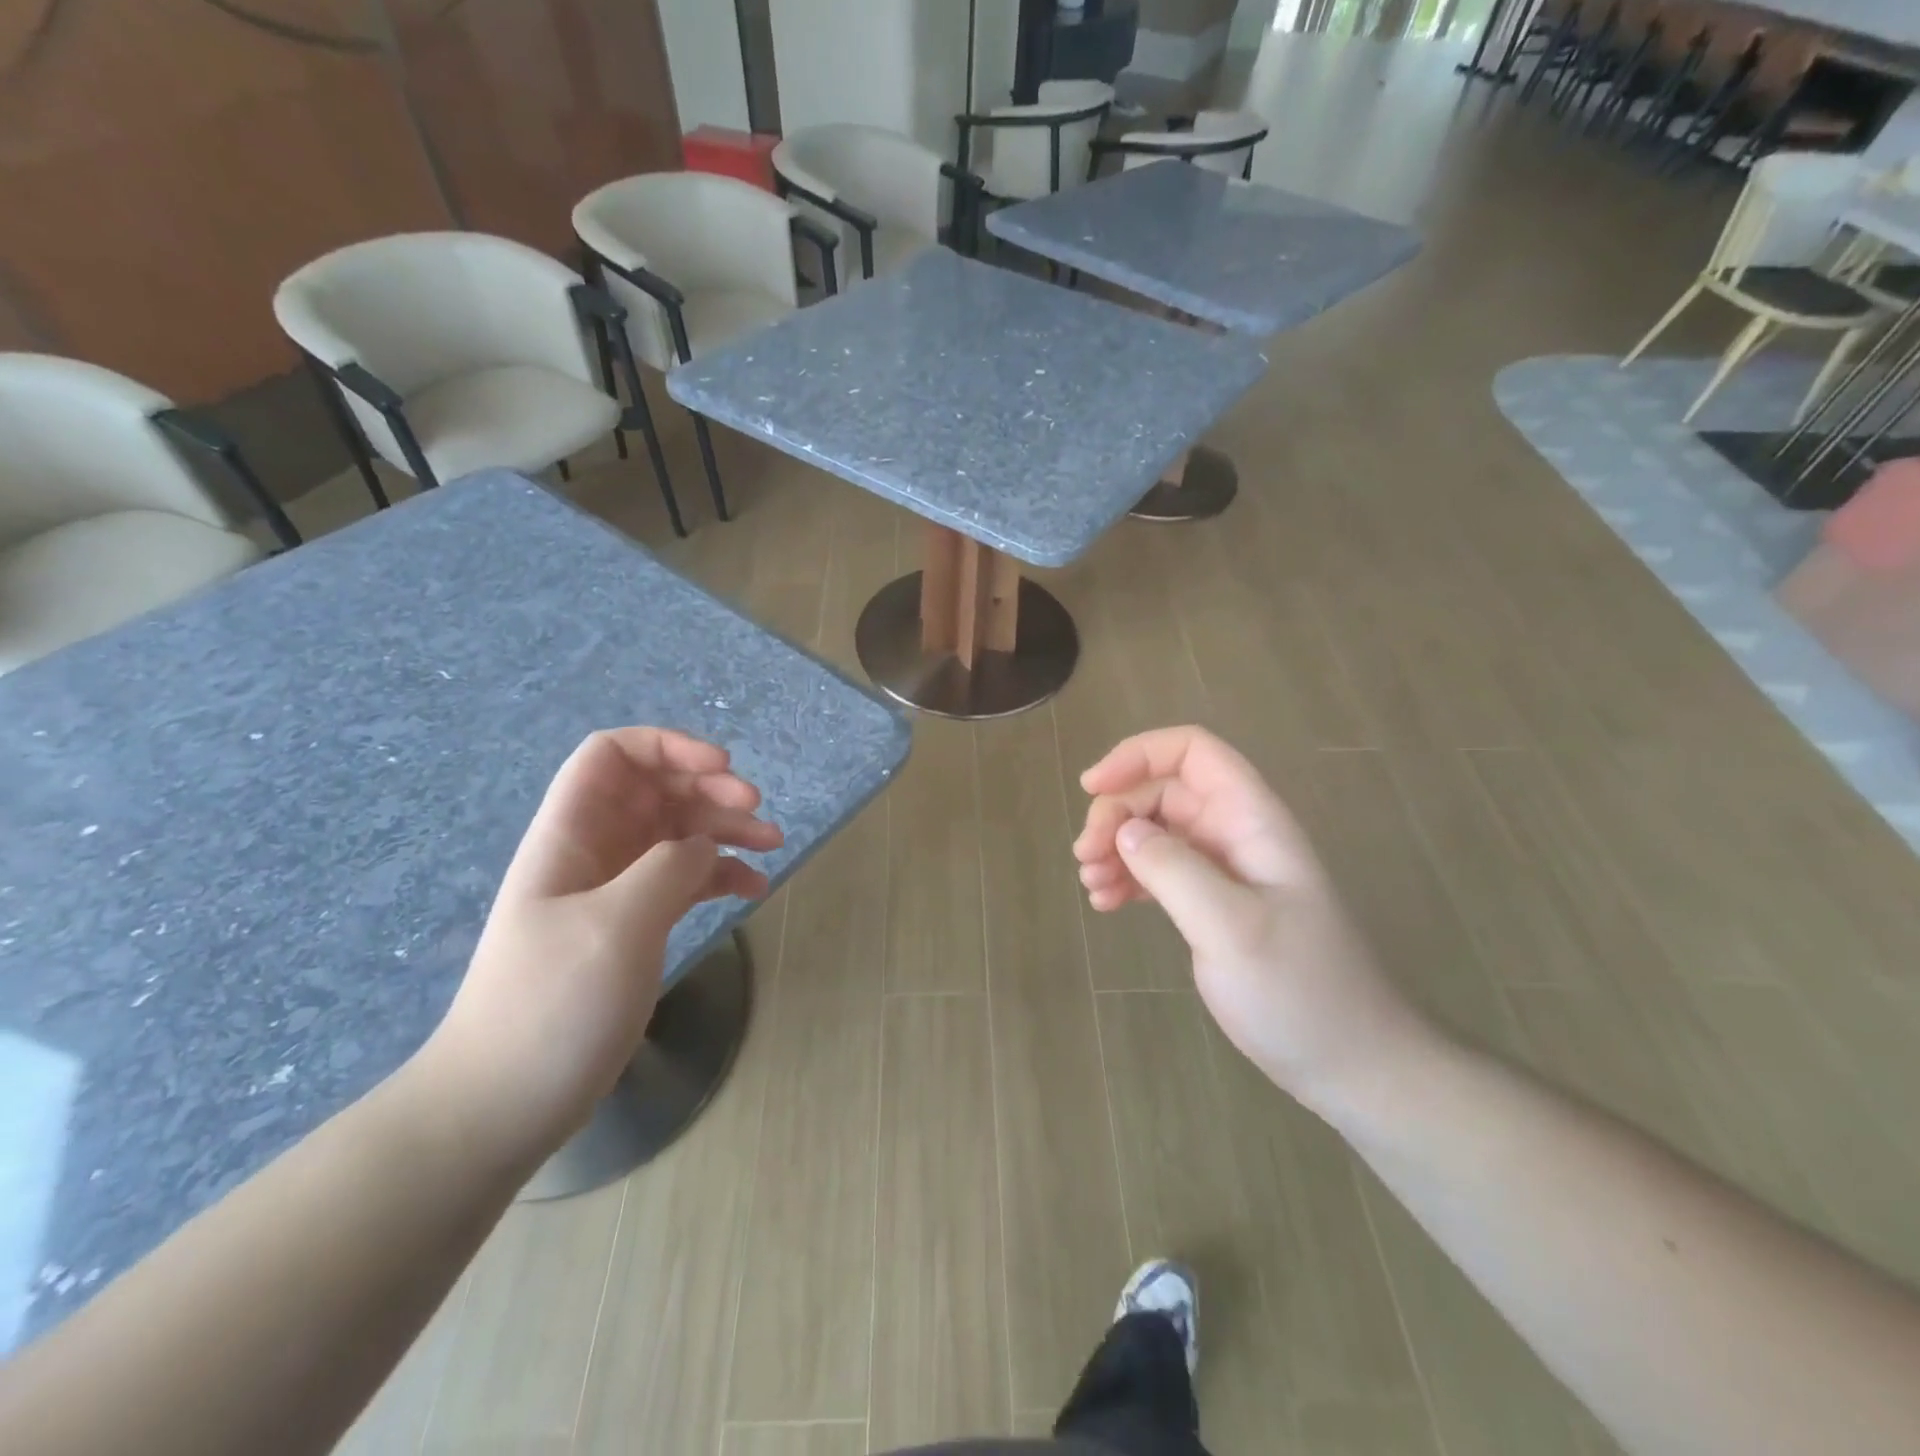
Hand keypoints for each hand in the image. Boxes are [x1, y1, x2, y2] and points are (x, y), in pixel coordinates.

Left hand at [418, 728, 781, 1161]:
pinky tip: (753, 888)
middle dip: (708, 787)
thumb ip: (668, 868)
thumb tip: (703, 848)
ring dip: (725, 828)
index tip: (721, 768)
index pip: (613, 754)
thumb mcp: (616, 926)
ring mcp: (615, 889)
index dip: (668, 746)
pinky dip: (720, 873)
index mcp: (571, 834)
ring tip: (772, 843)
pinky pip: (684, 878)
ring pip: (677, 832)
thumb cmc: (551, 1006)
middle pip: (656, 788)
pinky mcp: (634, 924)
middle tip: (756, 809)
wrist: (504, 1103)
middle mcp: (594, 850)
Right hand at [1074, 726, 1431, 1110]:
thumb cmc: (1299, 992)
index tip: (1092, 787)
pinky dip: (1129, 878)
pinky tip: (1107, 904)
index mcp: (1252, 821)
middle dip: (1116, 813)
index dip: (1139, 755)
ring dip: (1116, 848)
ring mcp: (1225, 870)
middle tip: (1085, 858)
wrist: (1350, 1064)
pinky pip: (1160, 871)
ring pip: (1156, 831)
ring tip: (1092, 887)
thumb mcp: (1230, 927)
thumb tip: (1123, 831)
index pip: (1193, 752)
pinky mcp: (1213, 904)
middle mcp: (1236, 834)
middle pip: (1163, 791)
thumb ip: (1173, 870)